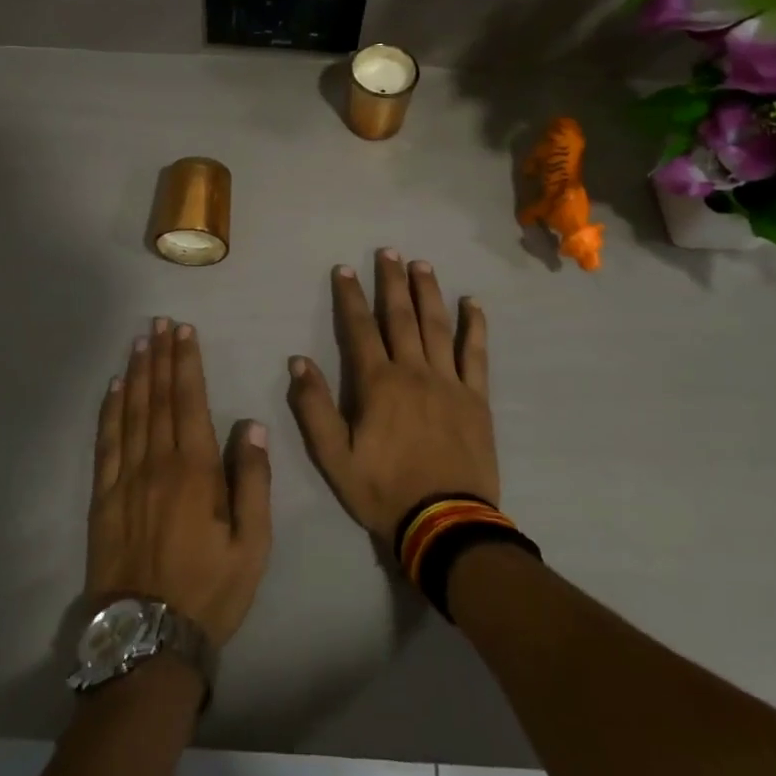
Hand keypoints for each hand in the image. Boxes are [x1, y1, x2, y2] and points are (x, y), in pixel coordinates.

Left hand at [87, 319, 271, 648]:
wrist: (149, 640)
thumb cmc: (210, 590)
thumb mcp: (252, 544)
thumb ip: (252, 481)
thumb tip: (250, 424)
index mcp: (194, 470)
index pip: (189, 401)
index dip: (186, 363)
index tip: (184, 331)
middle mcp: (156, 464)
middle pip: (157, 398)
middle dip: (160, 356)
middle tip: (158, 322)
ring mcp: (125, 479)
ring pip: (130, 413)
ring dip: (136, 374)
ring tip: (138, 342)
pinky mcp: (102, 499)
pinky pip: (105, 443)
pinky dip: (109, 411)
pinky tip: (113, 389)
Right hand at [288, 250, 499, 544]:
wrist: (445, 524)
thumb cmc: (384, 490)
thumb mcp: (334, 458)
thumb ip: (314, 408)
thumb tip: (299, 361)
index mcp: (378, 384)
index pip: (359, 329)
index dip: (350, 297)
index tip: (344, 269)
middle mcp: (414, 371)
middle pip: (400, 317)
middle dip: (391, 281)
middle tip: (388, 251)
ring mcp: (449, 382)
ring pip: (437, 326)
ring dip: (428, 292)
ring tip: (421, 264)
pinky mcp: (476, 397)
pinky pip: (476, 353)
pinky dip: (474, 326)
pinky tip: (473, 303)